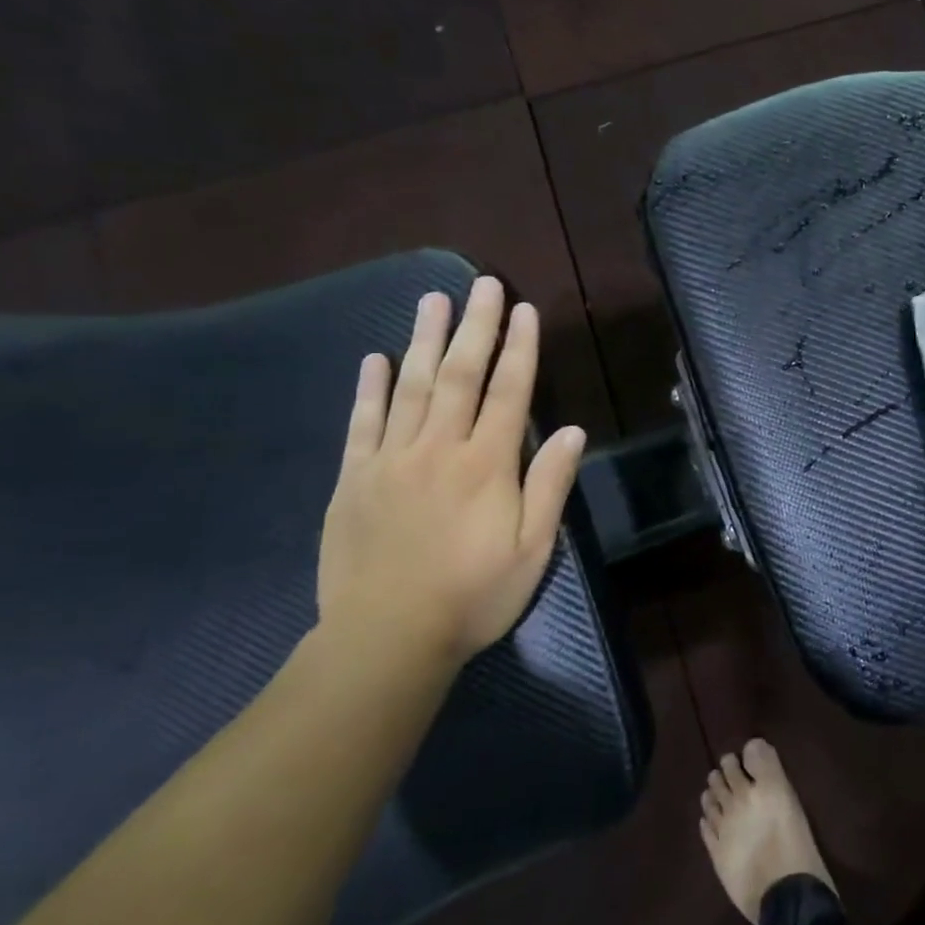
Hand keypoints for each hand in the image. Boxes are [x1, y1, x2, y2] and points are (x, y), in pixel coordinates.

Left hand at [317, 277, 586, 667]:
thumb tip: (570, 429)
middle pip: (459, 374)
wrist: (385, 640)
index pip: (508, 392)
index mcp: (487, 465)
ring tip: (432, 299)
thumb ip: (550, 485)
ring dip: (423, 339)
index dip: (520, 348)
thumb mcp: (533, 548)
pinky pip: (362, 423)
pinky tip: (374, 358)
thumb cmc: (473, 595)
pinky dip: (369, 388)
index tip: (524, 310)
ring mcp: (391, 461)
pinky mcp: (354, 480)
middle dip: (474, 326)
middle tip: (480, 284)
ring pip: (410, 387)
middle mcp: (439, 449)